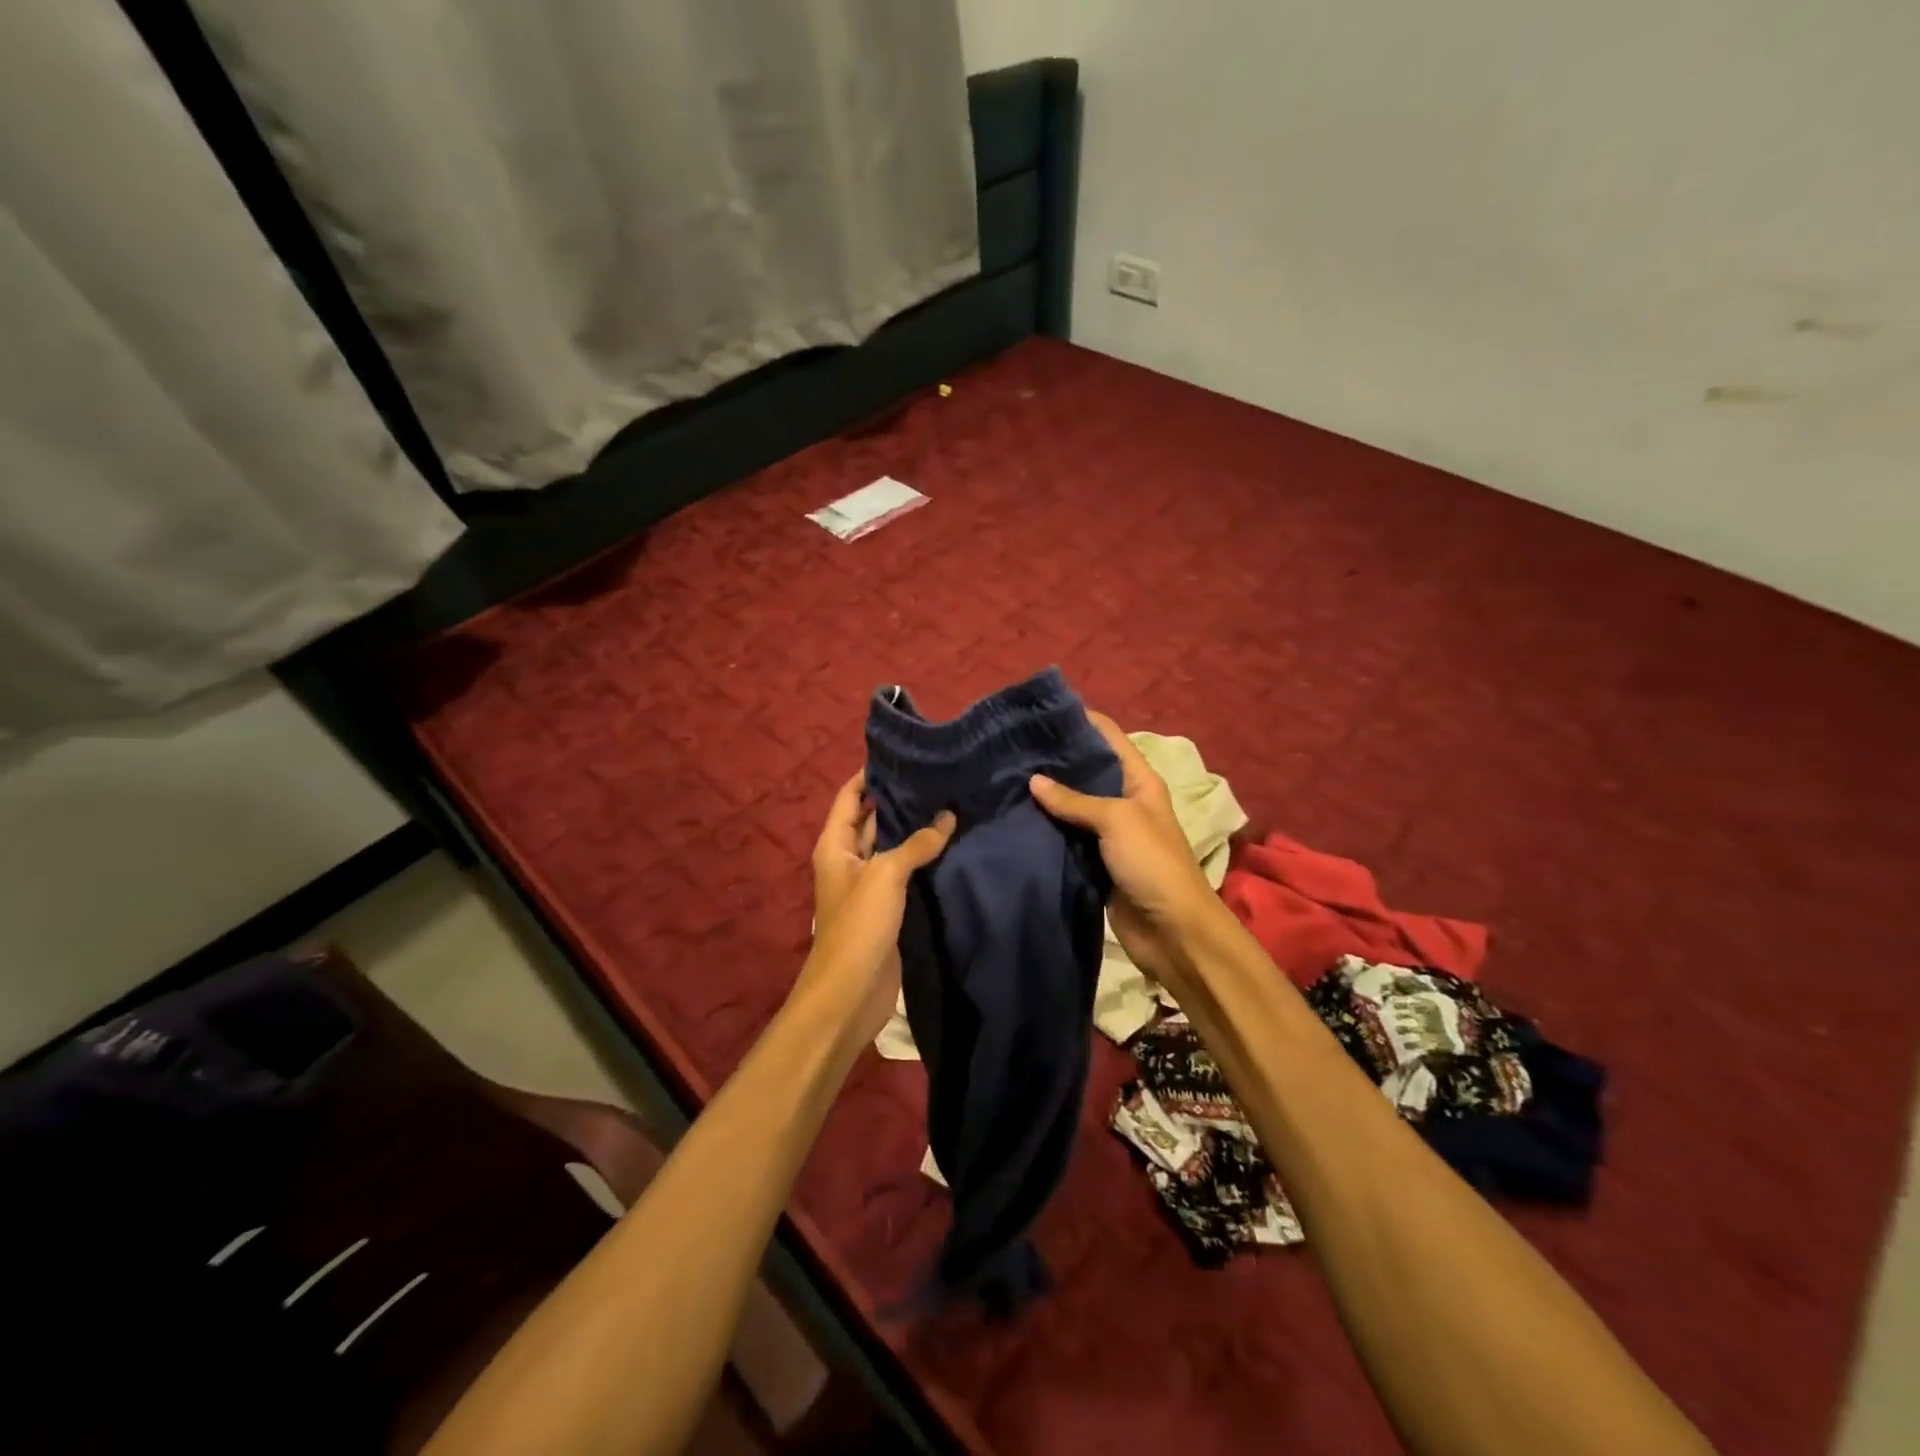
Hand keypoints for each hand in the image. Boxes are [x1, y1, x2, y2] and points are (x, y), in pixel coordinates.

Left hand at [801, 771, 955, 1044]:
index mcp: (835, 845)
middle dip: (898, 799)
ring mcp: (868, 885)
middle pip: (871, 819)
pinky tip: (950, 845)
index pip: (850, 797)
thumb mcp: (886, 875)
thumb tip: (947, 816)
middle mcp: (848, 859)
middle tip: (936, 776)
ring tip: (949, 802)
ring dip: (913, 829)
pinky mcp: (887, 907)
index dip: (870, 775)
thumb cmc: (859, 924)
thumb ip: (916, 843)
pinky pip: (904, 873)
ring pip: (891, 846)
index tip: (901, 754)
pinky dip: (922, 859)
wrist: (851, 990)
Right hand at [1029, 711, 1221, 988]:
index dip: (1080, 720)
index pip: (1108, 737)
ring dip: (1046, 796)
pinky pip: (1067, 838)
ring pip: (1072, 806)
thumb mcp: (1116, 820)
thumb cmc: (1152, 863)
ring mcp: (1109, 833)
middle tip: (1010, 748)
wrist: (1172, 931)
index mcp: (1139, 780)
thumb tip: (1033, 780)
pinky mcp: (1094, 861)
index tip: (1040, 713)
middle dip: (1054, 759)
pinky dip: (1046, 830)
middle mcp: (1124, 801)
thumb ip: (1075, 800)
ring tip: (1004, 778)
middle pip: (1086, 770)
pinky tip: (1016, 818)